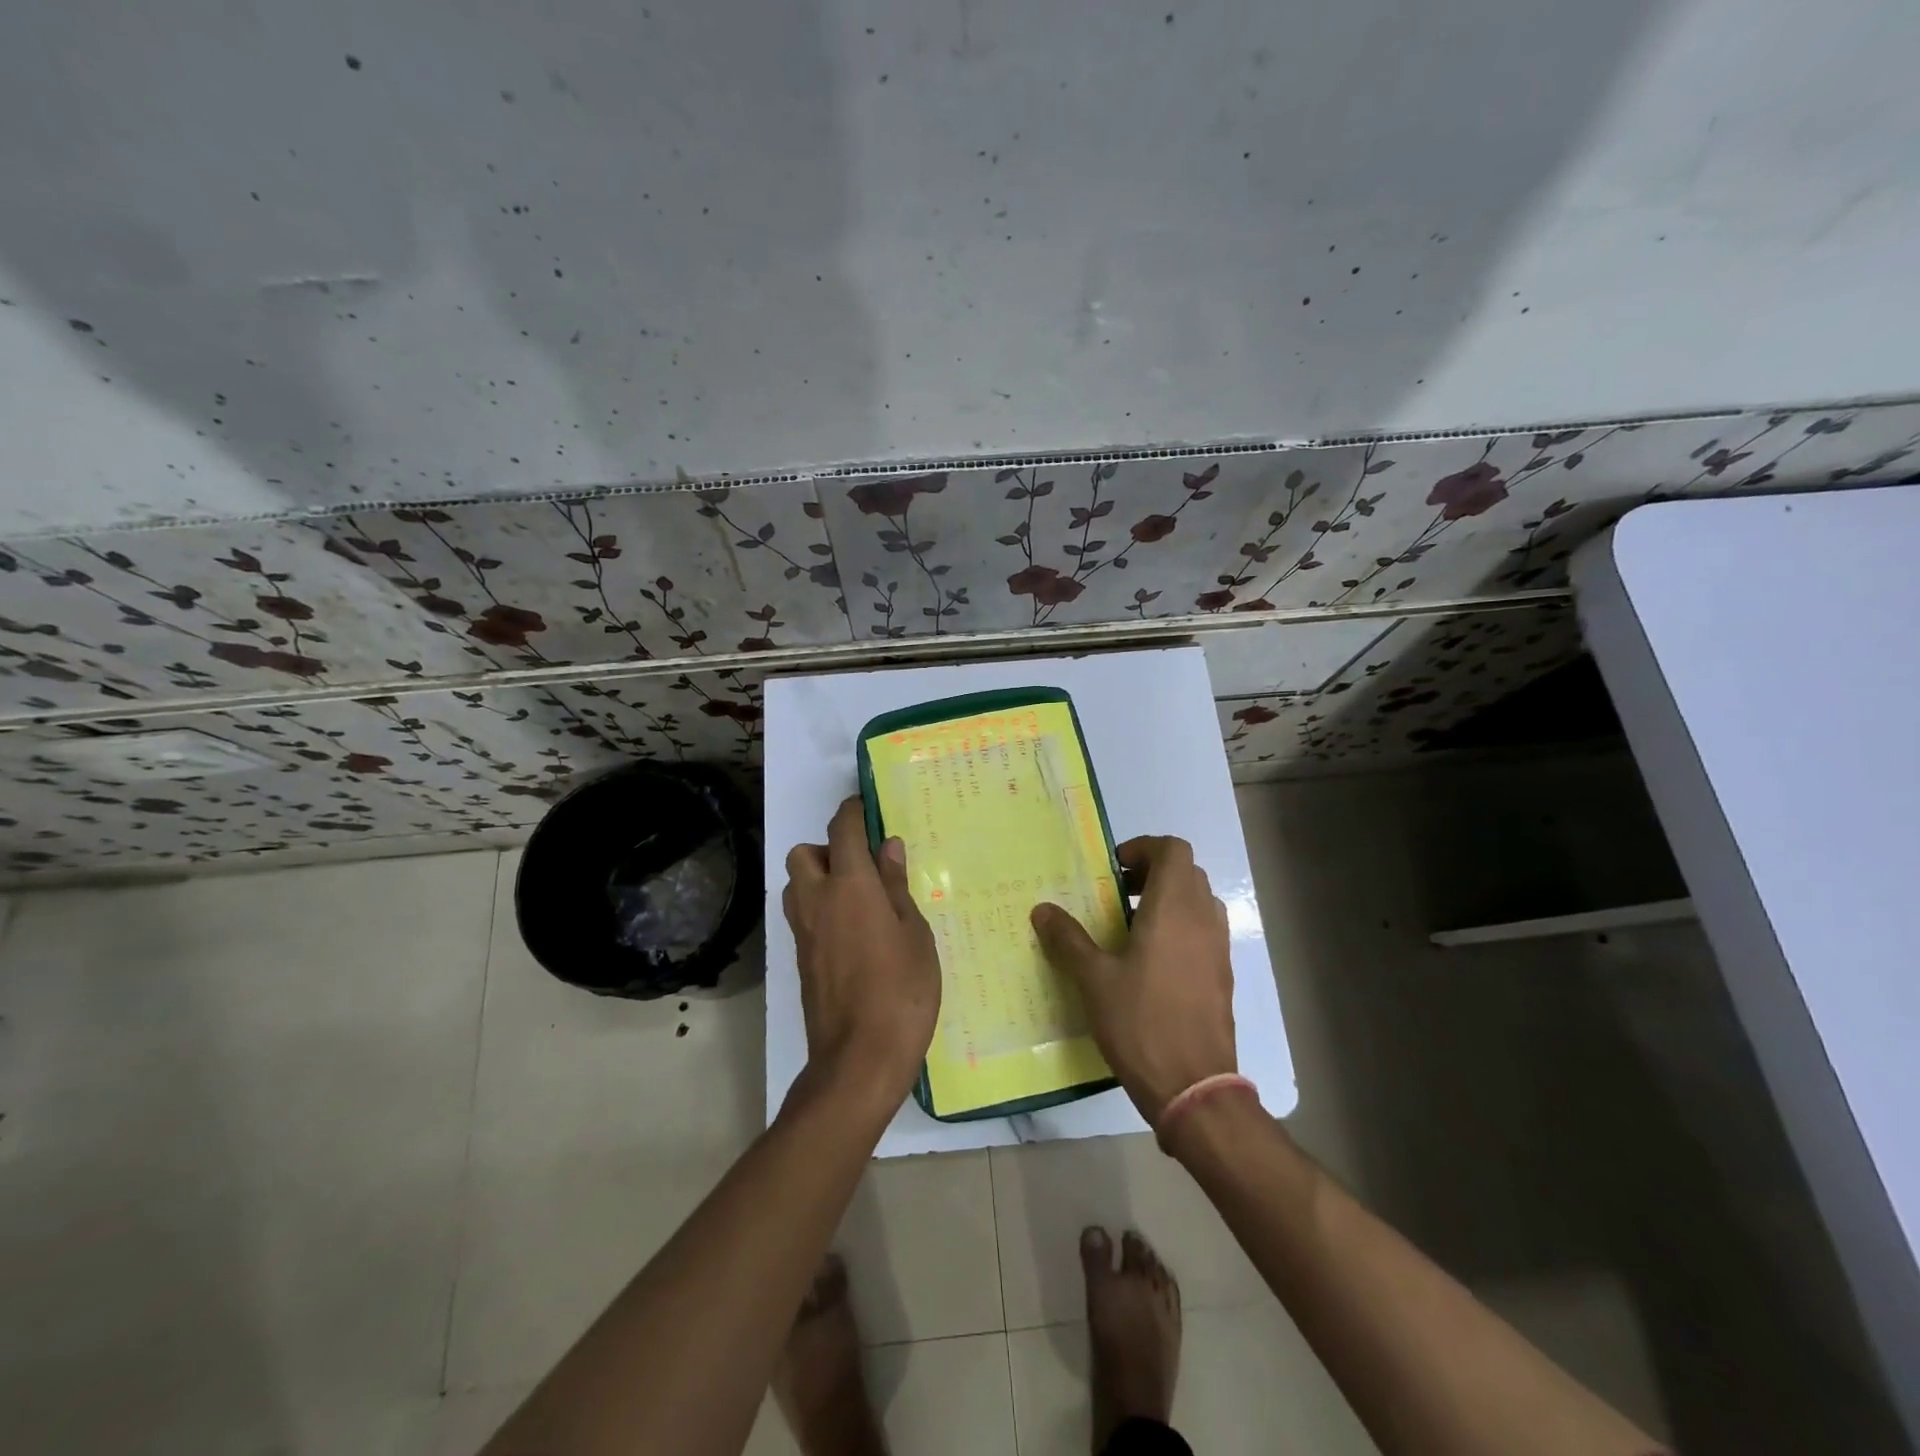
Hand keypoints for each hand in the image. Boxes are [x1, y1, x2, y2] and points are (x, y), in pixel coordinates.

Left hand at [783, 797, 941, 1112]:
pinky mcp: (800, 960)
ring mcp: (803, 932)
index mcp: (850, 886)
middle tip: (861, 866)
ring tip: (857, 900)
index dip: (853, 811)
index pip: (842, 830)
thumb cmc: (901, 990)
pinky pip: (802, 916)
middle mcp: (817, 901)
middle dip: (827, 848)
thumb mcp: (914, 933)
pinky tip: (852, 933)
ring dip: (817, 878)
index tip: (867, 807)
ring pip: (796, 885)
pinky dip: (819, 909)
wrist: (859, 1058)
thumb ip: (896, 886)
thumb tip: (887, 847)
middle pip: (804, 853)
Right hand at [1031, 835, 1236, 1124]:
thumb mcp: (1094, 980)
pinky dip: (1180, 927)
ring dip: (1168, 899)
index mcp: (1173, 909)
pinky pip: (1204, 931)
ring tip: (1132, 926)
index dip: (1144, 848)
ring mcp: (1218, 948)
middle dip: (1152, 872)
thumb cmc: (1141, 1023)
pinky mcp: (1222, 975)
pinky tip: (1150, 961)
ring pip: (1199, 901)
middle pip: (1187, 872)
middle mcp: (1203, 919)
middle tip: (1118, 894)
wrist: (1194, 1088)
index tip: (1114, 870)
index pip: (1173, 850)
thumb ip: (1068, 939)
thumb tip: (1042, 909)